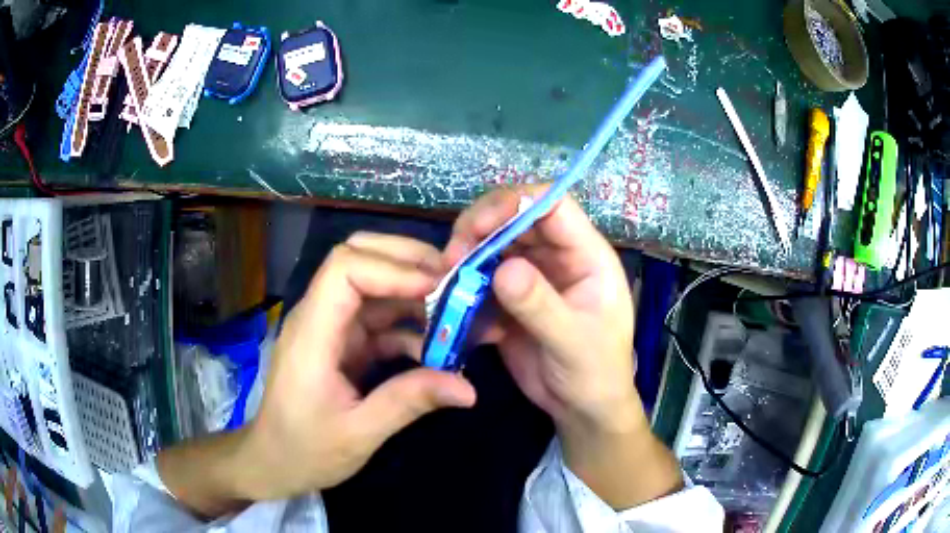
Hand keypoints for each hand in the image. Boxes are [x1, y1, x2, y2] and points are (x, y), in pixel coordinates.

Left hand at [158, 232, 475, 516]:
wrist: (275, 461)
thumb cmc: (305, 449)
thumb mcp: (358, 434)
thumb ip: (409, 403)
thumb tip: (468, 389)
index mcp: (312, 333)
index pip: (345, 268)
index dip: (393, 267)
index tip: (439, 288)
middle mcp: (320, 317)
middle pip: (359, 258)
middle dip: (409, 263)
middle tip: (457, 282)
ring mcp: (332, 328)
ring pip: (375, 286)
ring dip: (417, 294)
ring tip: (461, 312)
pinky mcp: (344, 343)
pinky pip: (381, 319)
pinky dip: (411, 325)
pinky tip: (440, 345)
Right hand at [446, 186, 681, 507]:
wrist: (582, 408)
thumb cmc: (595, 374)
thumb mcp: (573, 343)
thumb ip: (541, 306)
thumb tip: (504, 268)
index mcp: (586, 255)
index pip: (553, 205)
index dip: (515, 203)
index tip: (478, 226)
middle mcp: (558, 256)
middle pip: (515, 218)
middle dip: (480, 228)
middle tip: (452, 256)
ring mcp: (533, 276)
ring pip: (493, 245)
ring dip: (466, 255)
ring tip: (446, 278)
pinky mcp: (511, 298)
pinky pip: (482, 276)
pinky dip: (464, 283)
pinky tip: (453, 301)